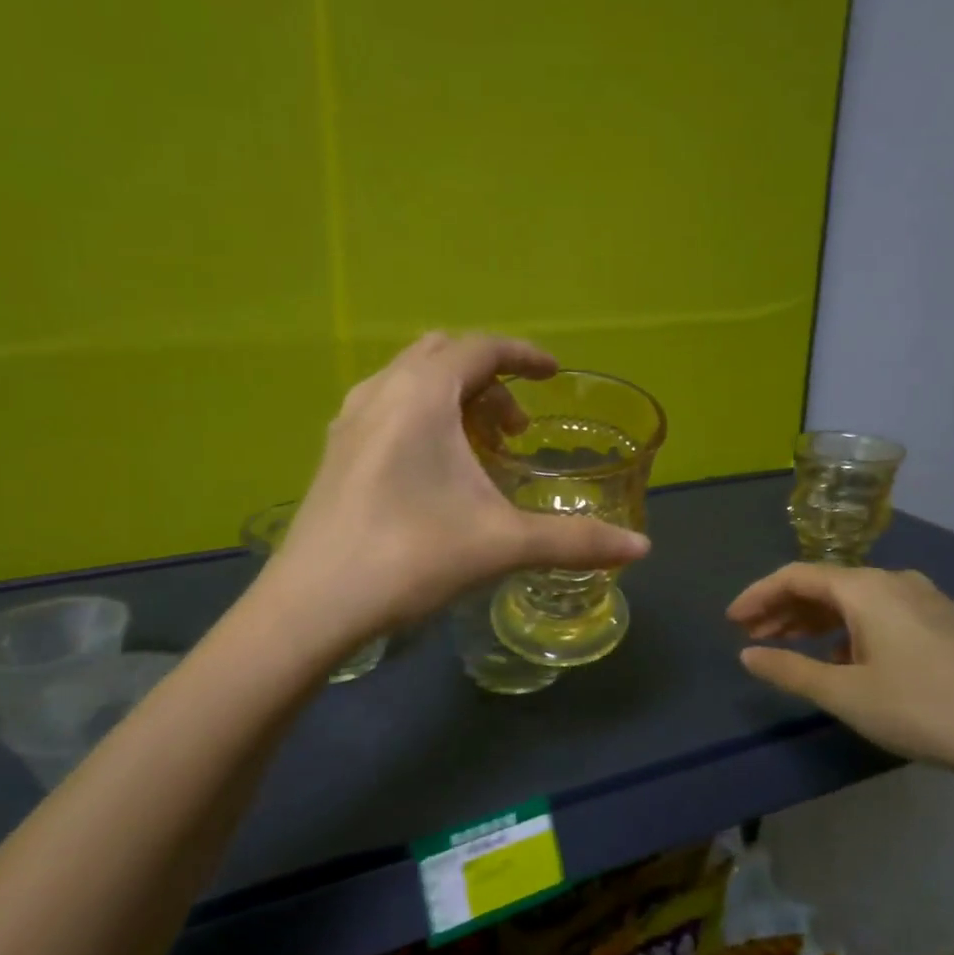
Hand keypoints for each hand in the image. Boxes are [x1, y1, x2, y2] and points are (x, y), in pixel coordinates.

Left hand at [264, 334, 649, 646]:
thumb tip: (641, 550)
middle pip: (444, 355)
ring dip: (451, 397)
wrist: (312, 605)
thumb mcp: (501, 544)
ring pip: (410, 379)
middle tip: (515, 428)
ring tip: (477, 448)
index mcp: (421, 394)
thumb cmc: (410, 558)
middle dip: (488, 379)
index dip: (524, 355)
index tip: (554, 375)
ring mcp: (350, 420)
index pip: (481, 348)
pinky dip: (420, 415)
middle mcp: (381, 391)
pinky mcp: (334, 451)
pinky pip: (386, 406)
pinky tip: (431, 469)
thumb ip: (574, 541)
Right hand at [727, 563, 953, 785]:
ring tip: (786, 646)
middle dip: (782, 609)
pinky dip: (846, 629)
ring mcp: (923, 601)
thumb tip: (747, 655)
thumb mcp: (846, 694)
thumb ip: (790, 670)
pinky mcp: (942, 624)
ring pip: (851, 600)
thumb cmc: (924, 708)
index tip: (731, 622)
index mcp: (865, 588)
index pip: (795, 576)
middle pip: (823, 585)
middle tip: (751, 636)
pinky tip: (840, 658)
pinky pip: (877, 613)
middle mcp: (893, 582)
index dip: (757, 595)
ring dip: (813, 620)